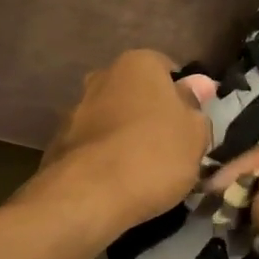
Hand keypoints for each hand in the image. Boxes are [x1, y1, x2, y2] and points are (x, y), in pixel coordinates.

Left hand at [30, 50, 211, 238]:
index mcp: (137, 63)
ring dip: (128, 137)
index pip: (168, 69)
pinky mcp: (60, 142)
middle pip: (138, 94)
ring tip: (146, 172)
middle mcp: (102, 77)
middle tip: (172, 149)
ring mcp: (76, 109)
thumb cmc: (154, 154)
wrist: (89, 195)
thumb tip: (198, 85)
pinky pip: (96, 145)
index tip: (191, 125)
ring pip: (115, 120)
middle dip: (152, 115)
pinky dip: (107, 157)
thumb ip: (196, 106)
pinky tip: (119, 182)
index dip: (183, 97)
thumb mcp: (195, 133)